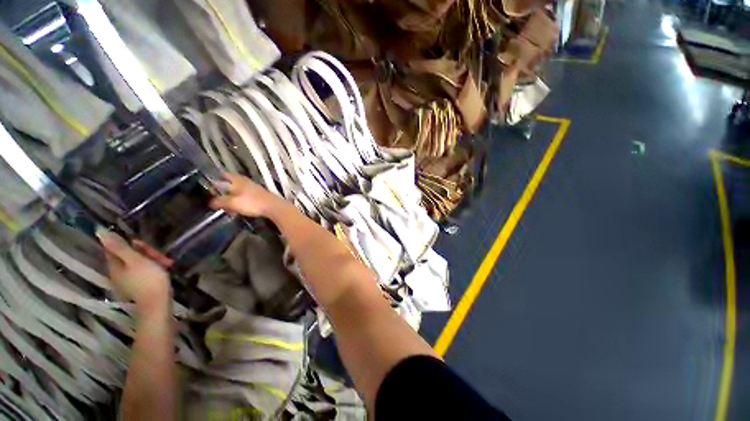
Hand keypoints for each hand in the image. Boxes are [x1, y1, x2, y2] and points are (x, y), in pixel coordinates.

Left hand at [97, 230, 170, 314]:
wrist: (157, 303)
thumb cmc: (148, 279)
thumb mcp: (135, 260)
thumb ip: (119, 246)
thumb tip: (99, 230)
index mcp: (114, 265)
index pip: (116, 247)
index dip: (130, 243)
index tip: (143, 244)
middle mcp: (118, 271)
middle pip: (129, 254)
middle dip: (146, 252)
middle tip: (159, 255)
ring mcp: (129, 279)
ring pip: (139, 262)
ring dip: (153, 259)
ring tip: (166, 263)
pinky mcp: (139, 285)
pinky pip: (144, 270)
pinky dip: (154, 267)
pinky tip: (164, 269)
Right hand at [210, 173, 284, 217]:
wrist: (273, 207)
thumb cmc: (252, 203)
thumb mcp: (232, 202)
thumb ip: (220, 201)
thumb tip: (210, 202)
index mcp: (238, 180)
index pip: (225, 174)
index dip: (217, 178)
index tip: (210, 184)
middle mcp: (246, 182)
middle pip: (232, 183)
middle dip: (225, 189)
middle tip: (217, 197)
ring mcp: (255, 188)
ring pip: (240, 190)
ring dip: (233, 197)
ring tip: (227, 206)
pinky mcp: (260, 196)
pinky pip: (247, 197)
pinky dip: (241, 201)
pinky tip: (240, 209)